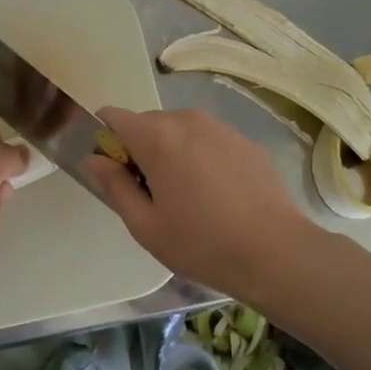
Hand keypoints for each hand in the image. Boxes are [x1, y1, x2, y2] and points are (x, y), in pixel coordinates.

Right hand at [83, 106, 313, 295]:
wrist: (277, 252)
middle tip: (153, 196)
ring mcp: (221, 127)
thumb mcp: (145, 225)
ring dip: (172, 153)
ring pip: (179, 131)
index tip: (115, 173)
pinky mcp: (246, 141)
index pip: (113, 116)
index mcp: (156, 137)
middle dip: (141, 151)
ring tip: (189, 198)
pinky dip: (202, 158)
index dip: (106, 140)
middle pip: (147, 124)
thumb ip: (114, 186)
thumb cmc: (201, 243)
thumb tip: (93, 159)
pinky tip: (218, 196)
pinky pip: (208, 140)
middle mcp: (187, 119)